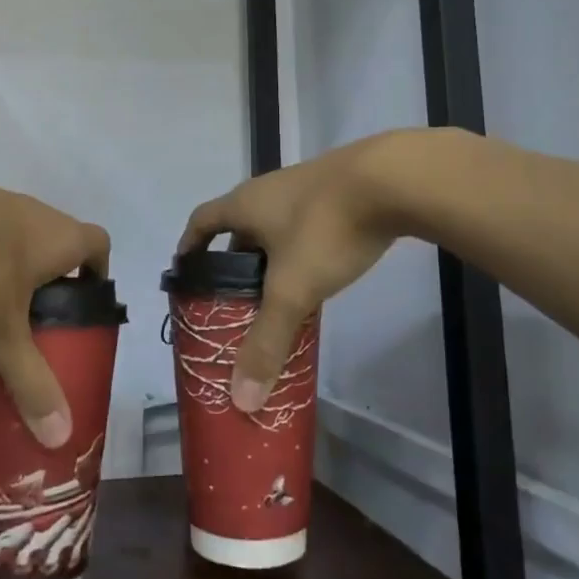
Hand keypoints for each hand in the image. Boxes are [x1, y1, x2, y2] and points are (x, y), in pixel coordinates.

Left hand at [0, 166, 110, 447]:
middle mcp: (39, 213)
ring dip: (12, 259)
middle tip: (34, 313)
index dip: (98, 270)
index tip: (82, 300)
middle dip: (52, 273)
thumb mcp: (4, 332)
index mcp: (62, 239)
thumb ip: (30, 380)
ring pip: (19, 230)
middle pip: (59, 238)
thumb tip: (60, 437)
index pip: (99, 244)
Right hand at [177, 132, 418, 413]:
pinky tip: (320, 273)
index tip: (186, 273)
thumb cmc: (326, 229)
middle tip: (236, 301)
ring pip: (276, 226)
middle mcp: (268, 190)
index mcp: (244, 204)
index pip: (201, 221)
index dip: (189, 247)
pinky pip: (306, 224)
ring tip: (278, 295)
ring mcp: (305, 186)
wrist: (392, 179)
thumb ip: (267, 342)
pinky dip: (302, 250)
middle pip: (239, 227)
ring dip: (271, 258)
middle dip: (234, 263)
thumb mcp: (293, 290)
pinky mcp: (338, 190)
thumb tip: (241, 399)